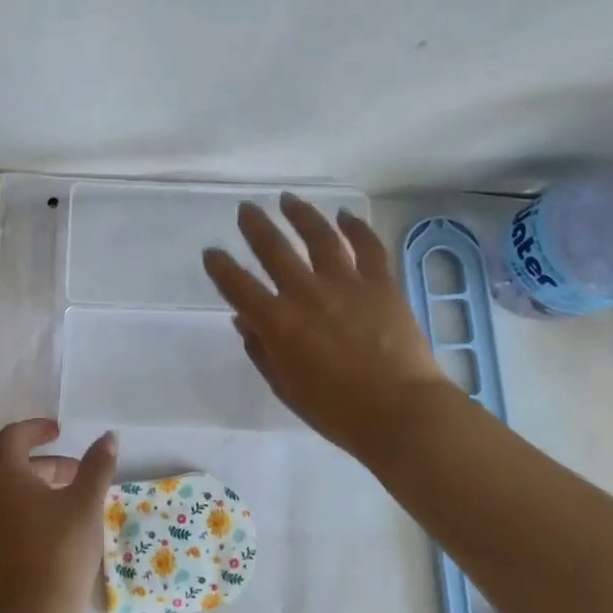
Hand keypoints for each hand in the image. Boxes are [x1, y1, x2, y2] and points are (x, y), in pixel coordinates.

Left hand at [0, 419, 117, 612]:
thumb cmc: (60, 550)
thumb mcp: (86, 503)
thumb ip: (97, 466)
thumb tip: (108, 437)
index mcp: (6, 480)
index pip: (12, 438)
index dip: (36, 429)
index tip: (59, 432)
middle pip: (15, 469)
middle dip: (50, 466)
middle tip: (80, 475)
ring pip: (15, 498)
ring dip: (44, 492)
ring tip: (76, 506)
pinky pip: (12, 524)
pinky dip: (35, 517)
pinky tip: (61, 538)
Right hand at [202, 193, 447, 460]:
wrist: (401, 413)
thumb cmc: (337, 412)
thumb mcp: (286, 387)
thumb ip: (261, 351)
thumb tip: (244, 320)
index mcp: (278, 323)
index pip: (238, 286)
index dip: (220, 267)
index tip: (212, 253)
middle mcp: (306, 293)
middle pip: (274, 249)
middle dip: (255, 225)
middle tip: (246, 209)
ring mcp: (346, 283)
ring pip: (319, 236)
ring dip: (301, 214)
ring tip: (288, 199)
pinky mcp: (381, 283)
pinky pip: (368, 247)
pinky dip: (356, 228)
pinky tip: (345, 216)